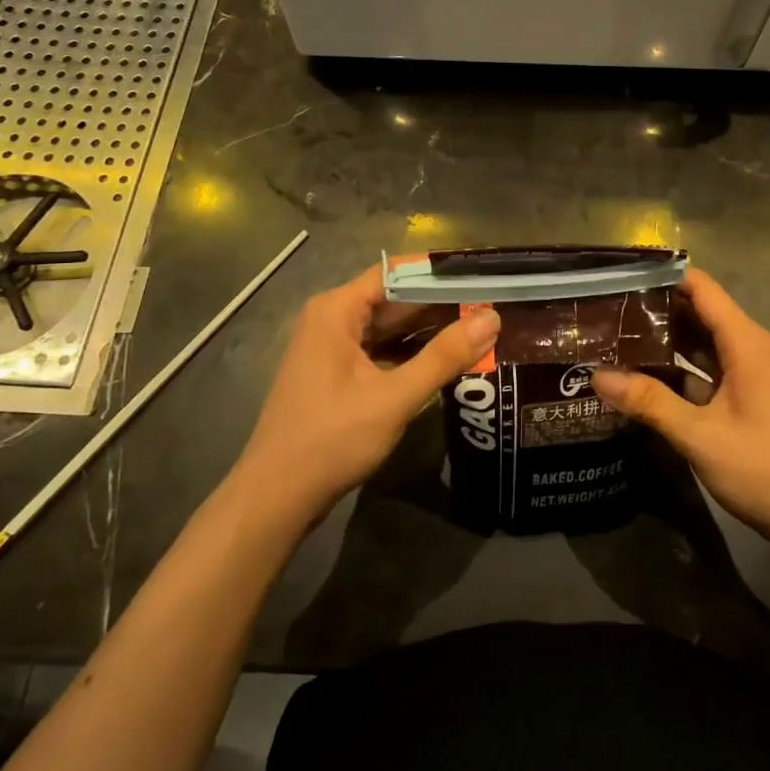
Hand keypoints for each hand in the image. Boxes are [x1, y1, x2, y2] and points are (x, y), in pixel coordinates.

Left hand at [230, 266, 499, 528]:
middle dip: (441, 304)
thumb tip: (493, 318)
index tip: (483, 277)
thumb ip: (444, 356)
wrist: (276, 498)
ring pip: (390, 328)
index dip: (440, 273)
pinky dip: (411, 354)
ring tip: (480, 329)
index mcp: (337, 310)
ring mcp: (332, 349)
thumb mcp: (395, 397)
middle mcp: (332, 320)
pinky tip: (447, 361)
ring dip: (429, 331)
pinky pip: (381, 351)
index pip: (397, 272)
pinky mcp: (337, 375)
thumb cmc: (332, 439)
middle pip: (394, 299)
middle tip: (492, 306)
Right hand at [593, 268, 769, 537]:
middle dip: (654, 308)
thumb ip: (649, 402)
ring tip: (614, 336)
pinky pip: (704, 369)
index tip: (621, 275)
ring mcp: (747, 373)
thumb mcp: (699, 435)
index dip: (664, 276)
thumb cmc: (763, 468)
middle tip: (605, 309)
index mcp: (745, 343)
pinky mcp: (742, 397)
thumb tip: (597, 376)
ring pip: (699, 342)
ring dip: (663, 339)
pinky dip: (676, 367)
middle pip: (698, 312)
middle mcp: (747, 349)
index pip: (701, 288)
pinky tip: (641, 375)